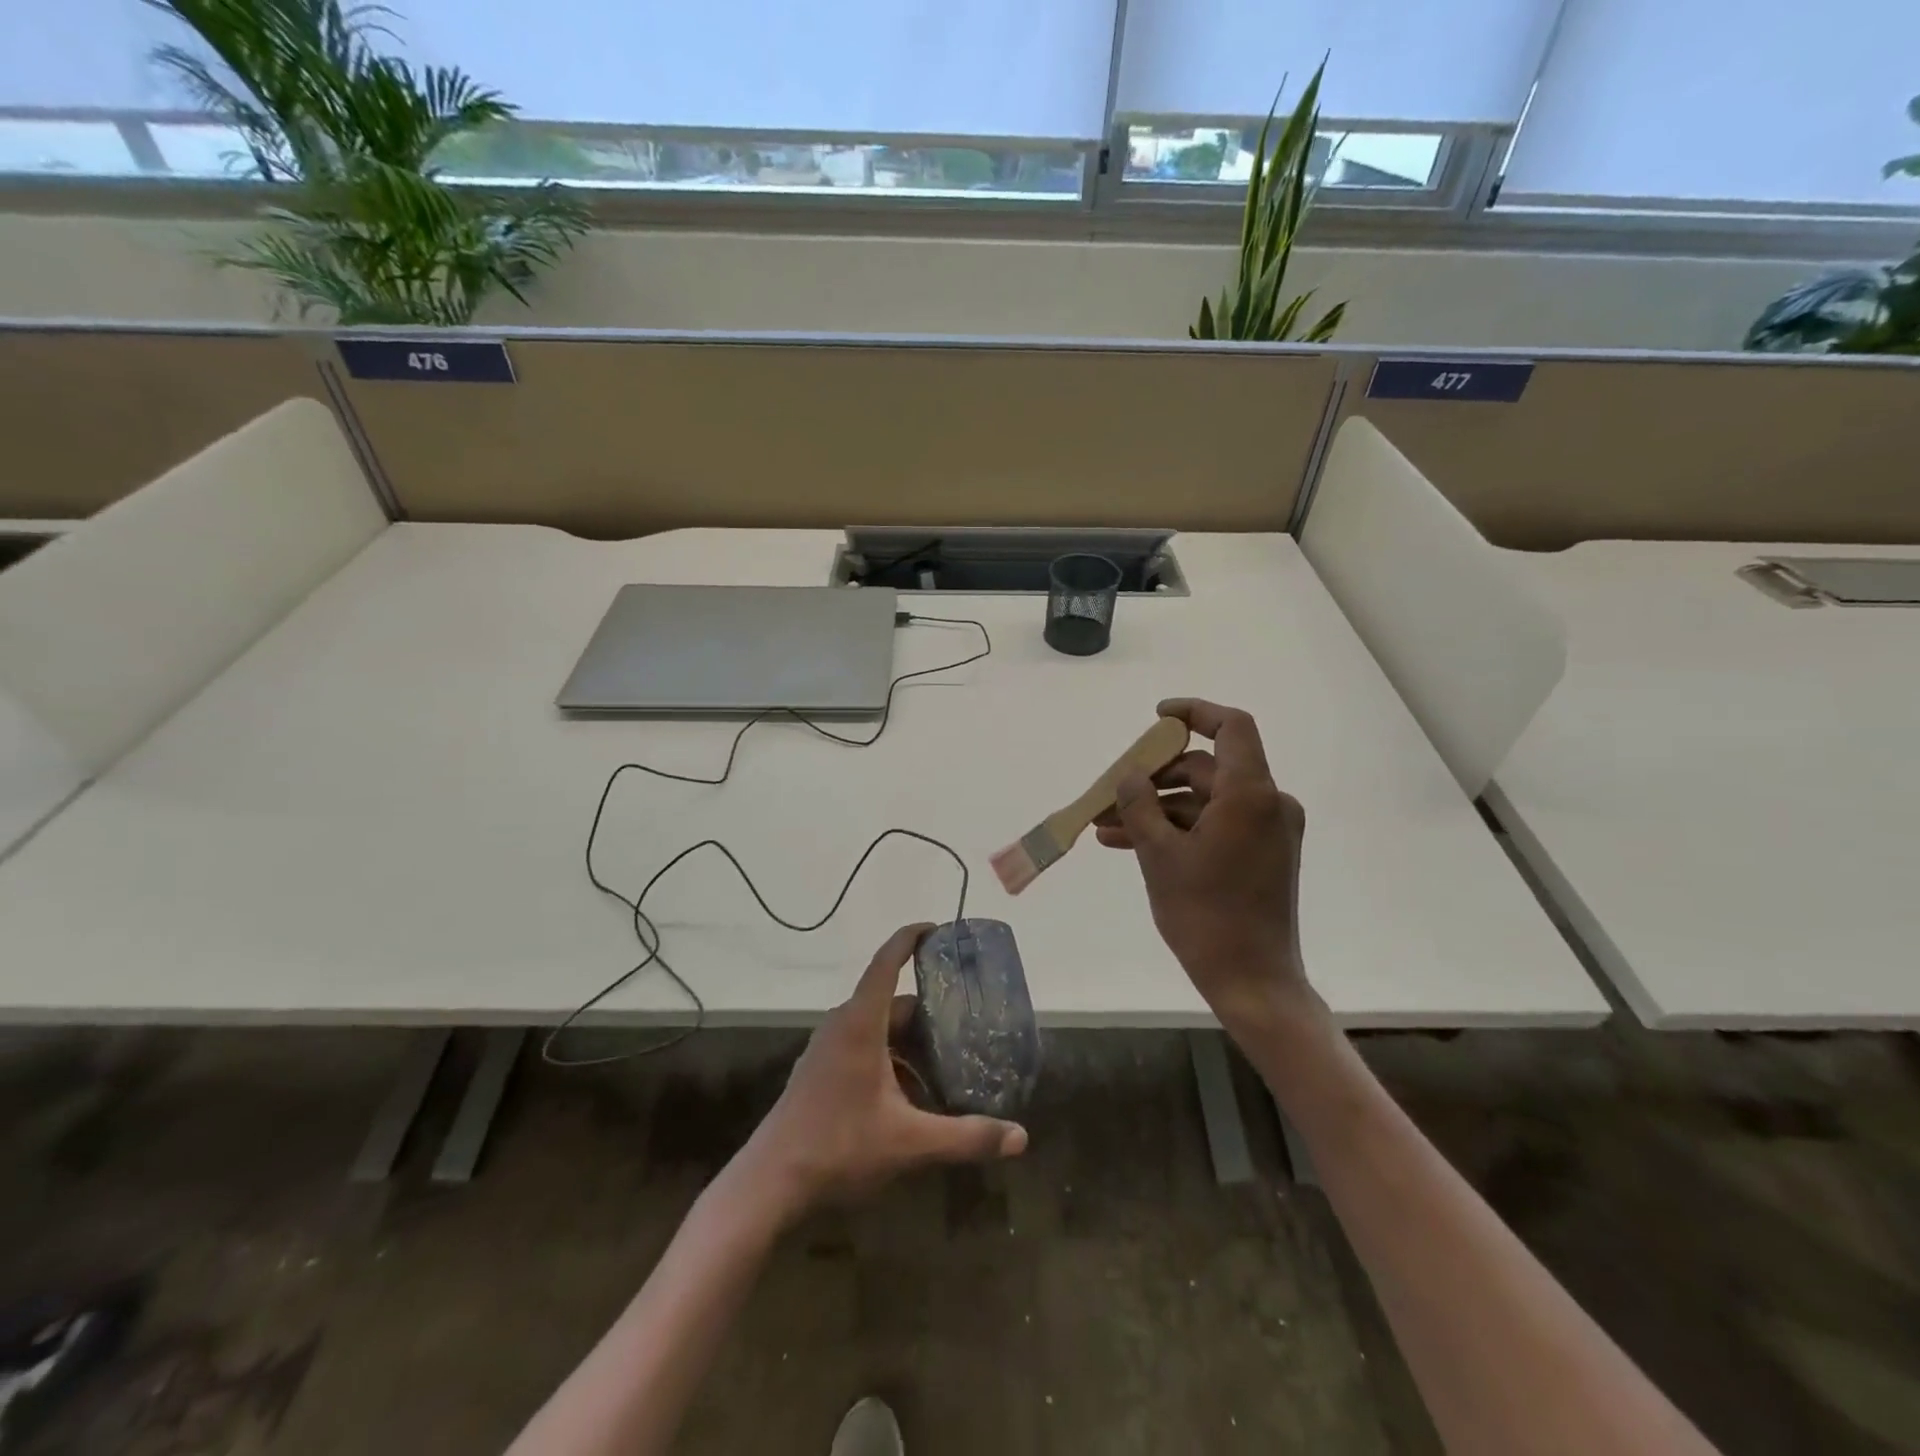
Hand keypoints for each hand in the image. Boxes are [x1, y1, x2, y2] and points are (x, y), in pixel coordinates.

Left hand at [740, 924, 1027, 1214]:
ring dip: (910, 1041)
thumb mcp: (909, 1143)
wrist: (769, 1184)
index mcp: (860, 1023)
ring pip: (877, 1028)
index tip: (937, 928)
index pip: (886, 961)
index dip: (910, 937)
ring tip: (946, 1062)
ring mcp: (827, 1049)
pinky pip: (863, 1048)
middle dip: (928, 1012)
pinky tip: (912, 1096)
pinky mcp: (820, 1072)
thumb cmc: (838, 1147)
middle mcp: (842, 1025)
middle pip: (890, 1002)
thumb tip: (1021, 1138)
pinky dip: (891, 1059)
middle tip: (966, 1022)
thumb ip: (966, 1137)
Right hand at [1096, 699, 1315, 1032]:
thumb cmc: (1205, 914)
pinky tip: (1129, 844)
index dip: (1194, 713)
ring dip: (1156, 810)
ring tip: (1106, 828)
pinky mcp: (1261, 854)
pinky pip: (1214, 826)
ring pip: (1203, 802)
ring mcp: (1267, 831)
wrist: (1251, 980)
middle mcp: (1268, 804)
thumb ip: (1139, 804)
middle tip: (1110, 793)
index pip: (1231, 727)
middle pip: (1206, 769)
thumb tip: (1130, 776)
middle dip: (1153, 779)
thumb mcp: (1159, 855)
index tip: (1157, 717)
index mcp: (1251, 794)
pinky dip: (1177, 830)